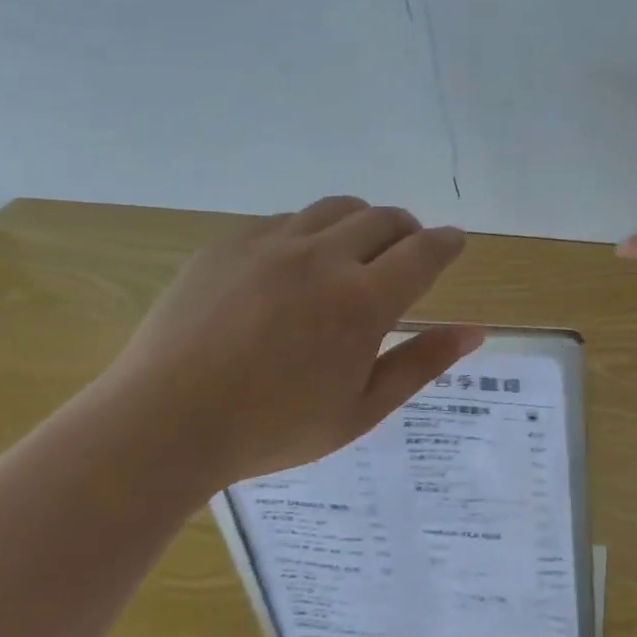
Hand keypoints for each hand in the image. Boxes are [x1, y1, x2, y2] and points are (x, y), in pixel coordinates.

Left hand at [98, 196, 481, 486]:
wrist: (161, 424)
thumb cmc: (272, 428)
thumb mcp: (361, 410)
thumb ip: (422, 364)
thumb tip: (474, 332)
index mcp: (361, 300)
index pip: (425, 251)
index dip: (448, 243)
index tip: (454, 243)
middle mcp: (322, 257)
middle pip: (384, 218)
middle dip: (408, 231)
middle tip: (406, 256)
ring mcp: (271, 244)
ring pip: (337, 208)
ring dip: (361, 224)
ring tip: (354, 256)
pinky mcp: (229, 243)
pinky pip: (286, 221)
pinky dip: (310, 234)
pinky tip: (295, 270)